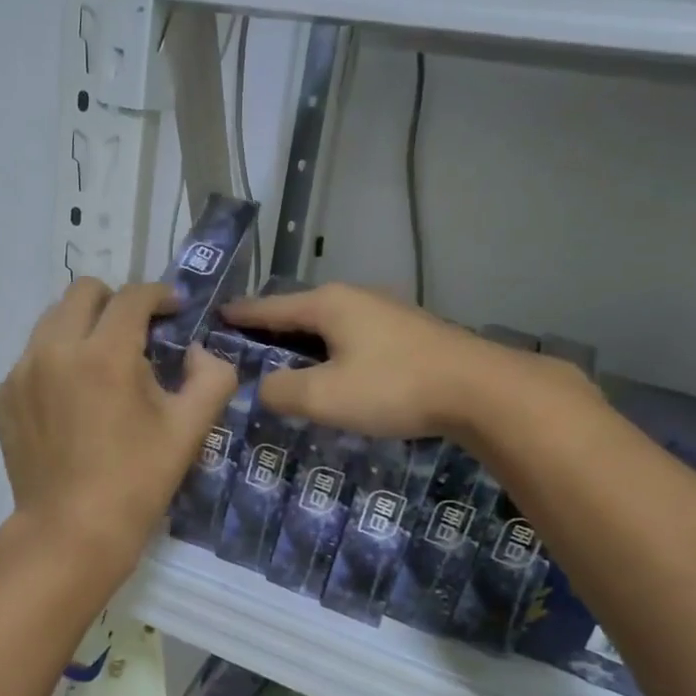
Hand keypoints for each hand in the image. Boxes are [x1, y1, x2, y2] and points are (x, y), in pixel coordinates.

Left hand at [0, 279, 236, 568]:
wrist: (71, 531)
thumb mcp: (190, 430)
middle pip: (84, 292)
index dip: (159, 294)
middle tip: (136, 332)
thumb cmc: (137, 481)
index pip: (132, 297)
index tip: (173, 309)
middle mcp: (56, 349)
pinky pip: (33, 354)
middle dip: (116, 302)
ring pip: (53, 319)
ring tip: (102, 363)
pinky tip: (73, 396)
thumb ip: (212, 377)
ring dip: (84, 326)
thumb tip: (198, 352)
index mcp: (105, 354)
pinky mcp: (5, 394)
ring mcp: (23, 371)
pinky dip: (58, 358)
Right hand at [223, 283, 539, 438]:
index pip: (269, 307)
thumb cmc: (393, 387)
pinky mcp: (407, 334)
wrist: (480, 390)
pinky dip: (330, 351)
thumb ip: (282, 391)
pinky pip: (352, 337)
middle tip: (242, 346)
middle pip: (299, 312)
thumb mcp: (325, 396)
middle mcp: (354, 298)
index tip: (215, 315)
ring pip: (328, 325)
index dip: (240, 314)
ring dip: (302, 343)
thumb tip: (263, 387)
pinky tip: (331, 371)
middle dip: (269, 329)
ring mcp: (385, 313)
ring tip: (281, 361)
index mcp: (328, 304)